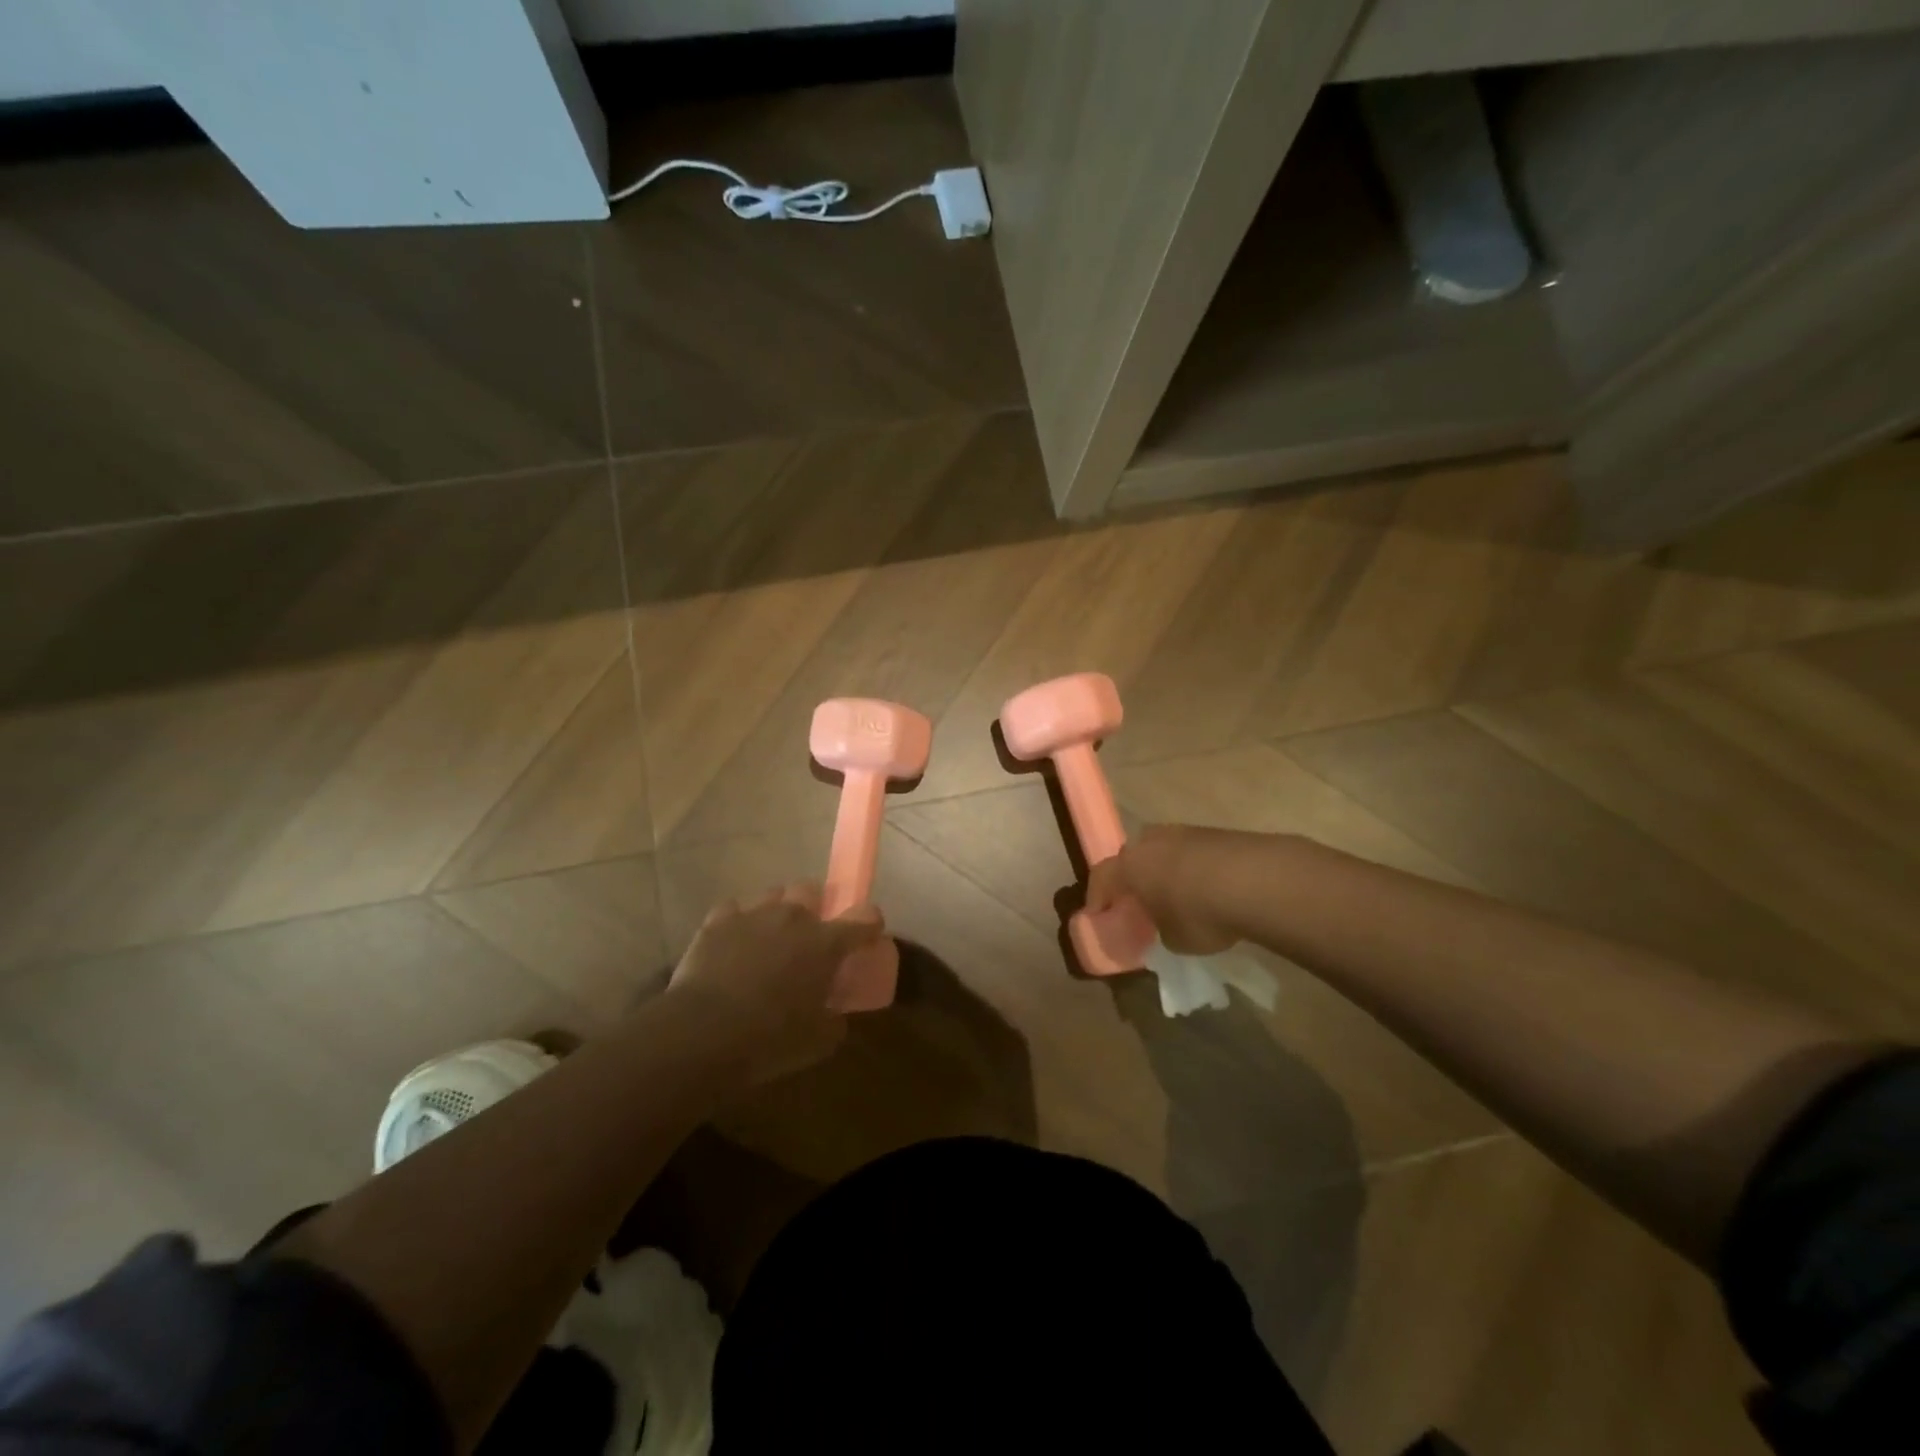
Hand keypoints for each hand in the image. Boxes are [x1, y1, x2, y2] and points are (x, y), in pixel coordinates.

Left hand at [665, 883, 881, 1085]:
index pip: (865, 917)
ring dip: (777, 911)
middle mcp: (793, 917)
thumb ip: (834, 1021)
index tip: (868, 935)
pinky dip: (738, 922)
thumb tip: (835, 1015)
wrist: (702, 1033)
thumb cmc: (770, 1038)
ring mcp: (753, 914)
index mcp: (826, 943)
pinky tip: (734, 942)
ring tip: (769, 937)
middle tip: (808, 936)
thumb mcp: (818, 1041)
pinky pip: (734, 909)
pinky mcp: (717, 922)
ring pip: (773, 895)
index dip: (870, 923)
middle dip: (814, 907)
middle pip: (811, 891)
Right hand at [1085, 824, 1244, 955]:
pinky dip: (1191, 868)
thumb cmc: (1200, 914)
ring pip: (1163, 850)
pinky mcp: (1214, 832)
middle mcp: (1151, 841)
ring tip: (1174, 893)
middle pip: (1132, 856)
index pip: (1101, 877)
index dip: (1097, 896)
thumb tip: (1165, 925)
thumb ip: (1161, 929)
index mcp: (1130, 864)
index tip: (1097, 913)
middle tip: (1137, 899)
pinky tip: (1205, 888)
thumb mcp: (1174, 938)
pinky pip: (1191, 852)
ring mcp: (1184, 832)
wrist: (1256, 881)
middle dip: (1132, 877)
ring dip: (1163, 869)